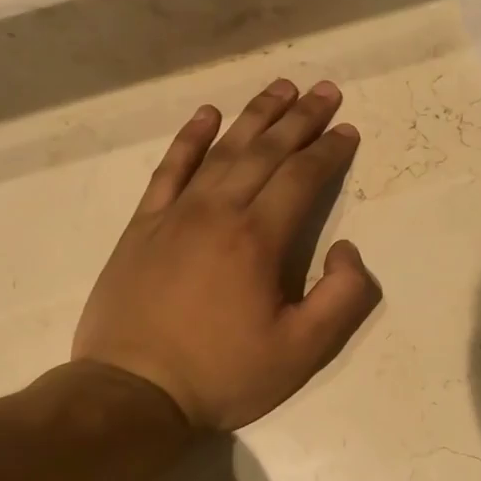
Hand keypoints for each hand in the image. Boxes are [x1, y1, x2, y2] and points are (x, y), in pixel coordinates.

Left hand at [73, 78, 379, 431]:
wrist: (133, 392)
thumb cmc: (222, 373)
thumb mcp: (302, 351)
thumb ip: (342, 298)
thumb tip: (347, 249)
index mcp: (258, 239)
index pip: (302, 177)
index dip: (329, 151)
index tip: (348, 130)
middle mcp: (218, 211)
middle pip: (266, 151)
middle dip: (300, 118)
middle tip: (324, 89)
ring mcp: (175, 213)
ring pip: (222, 150)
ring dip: (255, 116)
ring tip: (280, 88)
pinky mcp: (143, 225)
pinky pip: (169, 169)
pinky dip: (189, 138)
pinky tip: (206, 115)